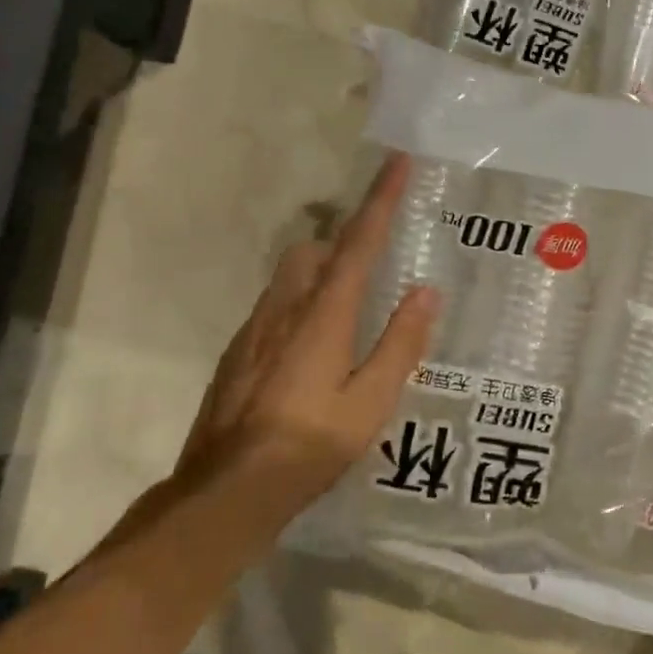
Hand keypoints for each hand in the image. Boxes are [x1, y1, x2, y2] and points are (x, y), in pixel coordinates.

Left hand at [177, 153, 439, 521]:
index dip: (381, 200)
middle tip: (371, 266)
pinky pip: (273, 309)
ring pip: (289, 278)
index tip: (396, 162)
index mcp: (324, 314)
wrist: (227, 491)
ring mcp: (253, 330)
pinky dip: (298, 308)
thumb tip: (425, 291)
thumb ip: (401, 342)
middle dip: (342, 242)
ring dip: (319, 275)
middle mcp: (285, 309)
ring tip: (346, 313)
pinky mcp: (236, 353)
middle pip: (314, 250)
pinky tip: (309, 354)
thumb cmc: (310, 445)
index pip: (358, 242)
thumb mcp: (371, 401)